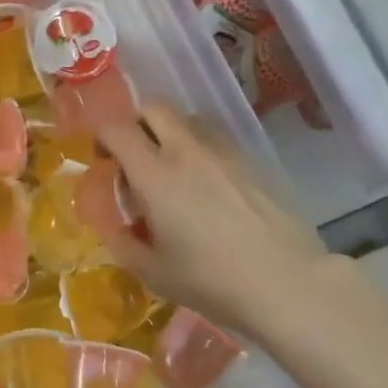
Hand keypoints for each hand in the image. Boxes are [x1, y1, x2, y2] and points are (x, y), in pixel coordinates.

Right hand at [96, 103, 330, 338]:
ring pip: (188, 119)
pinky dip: (200, 148)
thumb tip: (117, 228)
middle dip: (137, 123)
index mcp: (155, 174)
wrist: (284, 280)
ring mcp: (224, 151)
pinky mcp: (251, 160)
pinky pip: (216, 138)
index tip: (105, 160)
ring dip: (171, 132)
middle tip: (136, 157)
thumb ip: (124, 244)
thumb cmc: (211, 280)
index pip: (118, 129)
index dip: (103, 137)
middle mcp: (187, 150)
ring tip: (173, 170)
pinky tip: (207, 186)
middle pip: (155, 107)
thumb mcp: (154, 272)